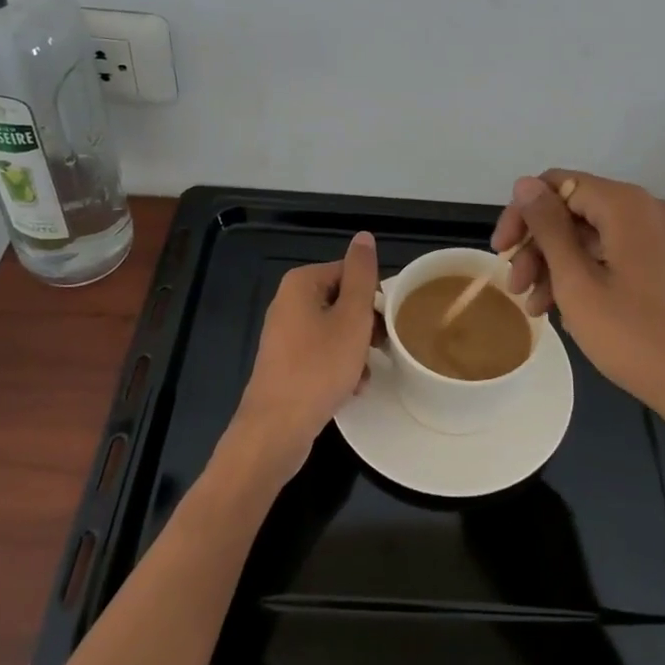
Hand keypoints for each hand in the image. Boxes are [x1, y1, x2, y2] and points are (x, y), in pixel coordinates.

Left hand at [227, 230, 377, 477]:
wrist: (277, 428)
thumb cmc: (319, 367)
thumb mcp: (351, 318)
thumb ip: (361, 275)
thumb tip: (364, 236)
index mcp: (301, 283)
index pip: (350, 273)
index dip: (373, 297)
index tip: (387, 323)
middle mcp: (288, 302)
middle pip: (343, 301)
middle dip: (365, 325)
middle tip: (380, 349)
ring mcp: (284, 334)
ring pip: (335, 330)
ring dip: (356, 349)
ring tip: (365, 373)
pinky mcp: (286, 363)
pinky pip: (322, 353)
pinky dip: (339, 366)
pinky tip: (352, 388)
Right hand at [493, 171, 664, 424]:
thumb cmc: (637, 338)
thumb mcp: (577, 283)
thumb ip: (548, 228)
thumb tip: (524, 184)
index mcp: (626, 205)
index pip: (556, 184)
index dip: (522, 214)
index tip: (501, 252)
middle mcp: (647, 209)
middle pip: (574, 209)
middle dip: (538, 245)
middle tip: (515, 287)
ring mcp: (663, 236)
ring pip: (592, 234)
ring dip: (557, 263)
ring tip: (536, 307)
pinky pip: (615, 252)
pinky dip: (586, 272)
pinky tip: (568, 309)